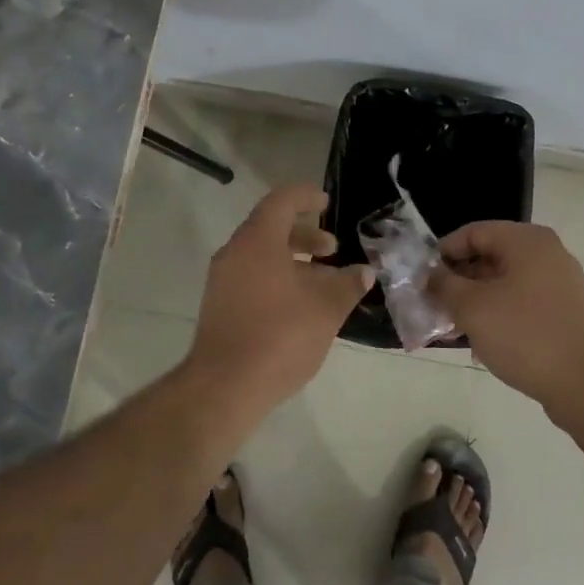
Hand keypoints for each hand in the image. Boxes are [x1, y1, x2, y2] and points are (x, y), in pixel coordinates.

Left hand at [187, 184, 373, 402]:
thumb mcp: (325, 310)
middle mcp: (235, 253)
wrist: (224, 387)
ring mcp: (222, 280)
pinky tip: (300, 305)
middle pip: (270, 227)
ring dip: (292, 260)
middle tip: (331, 250)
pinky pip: (251, 276)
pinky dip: (277, 278)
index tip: (327, 203)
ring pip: (261, 255)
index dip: (306, 196)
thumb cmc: (280, 337)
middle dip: (305, 234)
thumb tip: (364, 272)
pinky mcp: (219, 305)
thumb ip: (347, 285)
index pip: (282, 200)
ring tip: (322, 282)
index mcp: (257, 241)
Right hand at [432, 222, 583, 428]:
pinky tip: (482, 342)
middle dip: (458, 280)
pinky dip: (498, 314)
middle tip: (434, 305)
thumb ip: (444, 285)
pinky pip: (521, 302)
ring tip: (453, 328)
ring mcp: (559, 283)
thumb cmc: (525, 336)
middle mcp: (546, 253)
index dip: (443, 253)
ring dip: (475, 301)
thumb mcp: (472, 308)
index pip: (473, 232)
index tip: (423, 279)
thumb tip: (430, 274)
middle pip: (489, 256)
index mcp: (526, 241)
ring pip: (504, 282)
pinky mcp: (565, 311)